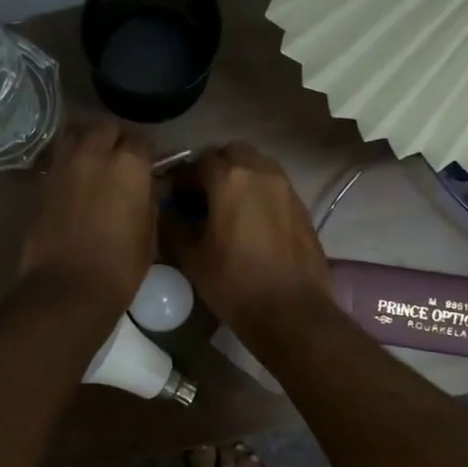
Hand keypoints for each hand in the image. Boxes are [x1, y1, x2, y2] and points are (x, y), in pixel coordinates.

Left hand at [19, 119, 155, 312]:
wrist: (69, 287)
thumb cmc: (120, 265)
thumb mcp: (149, 231)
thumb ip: (147, 198)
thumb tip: (144, 186)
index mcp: (129, 164)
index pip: (141, 141)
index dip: (145, 153)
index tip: (147, 166)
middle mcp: (94, 154)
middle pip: (105, 127)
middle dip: (115, 138)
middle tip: (120, 158)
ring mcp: (63, 165)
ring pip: (76, 134)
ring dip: (87, 141)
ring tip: (95, 161)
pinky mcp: (42, 181)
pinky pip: (59, 158)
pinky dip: (69, 161)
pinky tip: (76, 180)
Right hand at [162, 142, 331, 333]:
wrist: (292, 313)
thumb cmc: (234, 283)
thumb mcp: (190, 256)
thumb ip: (172, 224)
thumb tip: (165, 209)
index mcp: (230, 178)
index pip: (197, 163)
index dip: (180, 179)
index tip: (173, 200)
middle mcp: (261, 172)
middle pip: (231, 153)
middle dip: (213, 169)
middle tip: (200, 198)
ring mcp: (286, 188)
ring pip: (256, 166)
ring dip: (238, 177)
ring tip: (225, 209)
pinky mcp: (301, 207)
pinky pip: (273, 186)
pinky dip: (257, 193)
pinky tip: (249, 223)